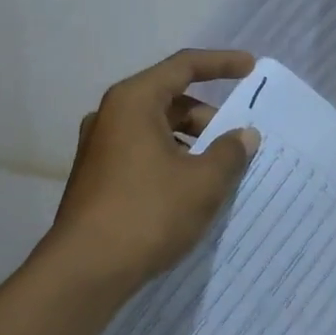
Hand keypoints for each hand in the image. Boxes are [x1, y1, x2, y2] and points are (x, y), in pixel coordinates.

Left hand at [44, 49, 261, 287]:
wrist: (84, 271)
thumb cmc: (147, 213)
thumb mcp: (202, 182)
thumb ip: (230, 152)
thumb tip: (244, 135)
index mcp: (134, 100)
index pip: (184, 66)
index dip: (221, 64)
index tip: (251, 68)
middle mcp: (112, 115)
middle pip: (170, 99)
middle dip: (208, 117)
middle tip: (239, 140)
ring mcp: (100, 147)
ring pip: (157, 129)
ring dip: (191, 142)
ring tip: (220, 171)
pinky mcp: (97, 176)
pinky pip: (143, 153)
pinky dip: (171, 160)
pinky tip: (190, 191)